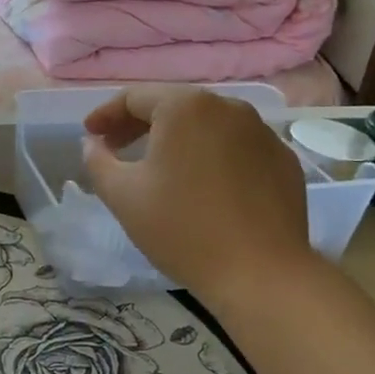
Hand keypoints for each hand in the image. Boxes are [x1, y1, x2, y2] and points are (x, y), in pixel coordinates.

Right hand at [82, 85, 315, 302]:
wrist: (262, 275)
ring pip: (207, 124)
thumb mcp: (122, 195)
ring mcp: (261, 132)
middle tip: (116, 147)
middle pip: (173, 106)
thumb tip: (93, 143)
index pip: (134, 98)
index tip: (90, 135)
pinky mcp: (283, 160)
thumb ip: (98, 160)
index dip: (106, 115)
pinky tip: (203, 184)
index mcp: (185, 107)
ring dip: (177, 138)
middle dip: (139, 124)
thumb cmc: (183, 228)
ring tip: (159, 165)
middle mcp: (227, 107)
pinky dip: (212, 155)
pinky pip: (236, 146)